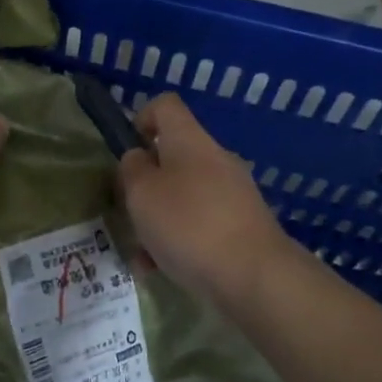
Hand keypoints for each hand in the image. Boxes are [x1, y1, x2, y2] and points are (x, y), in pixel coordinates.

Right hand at [118, 93, 286, 306]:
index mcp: (189, 140)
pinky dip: (177, 242)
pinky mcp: (240, 226)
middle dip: (144, 184)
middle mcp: (214, 159)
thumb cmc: (189, 225)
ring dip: (157, 220)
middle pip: (171, 157)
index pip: (166, 106)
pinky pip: (199, 225)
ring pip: (182, 197)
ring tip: (141, 254)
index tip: (127, 151)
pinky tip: (160, 270)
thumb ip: (132, 170)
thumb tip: (138, 159)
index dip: (141, 118)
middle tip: (128, 211)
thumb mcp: (142, 193)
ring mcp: (231, 194)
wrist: (255, 276)